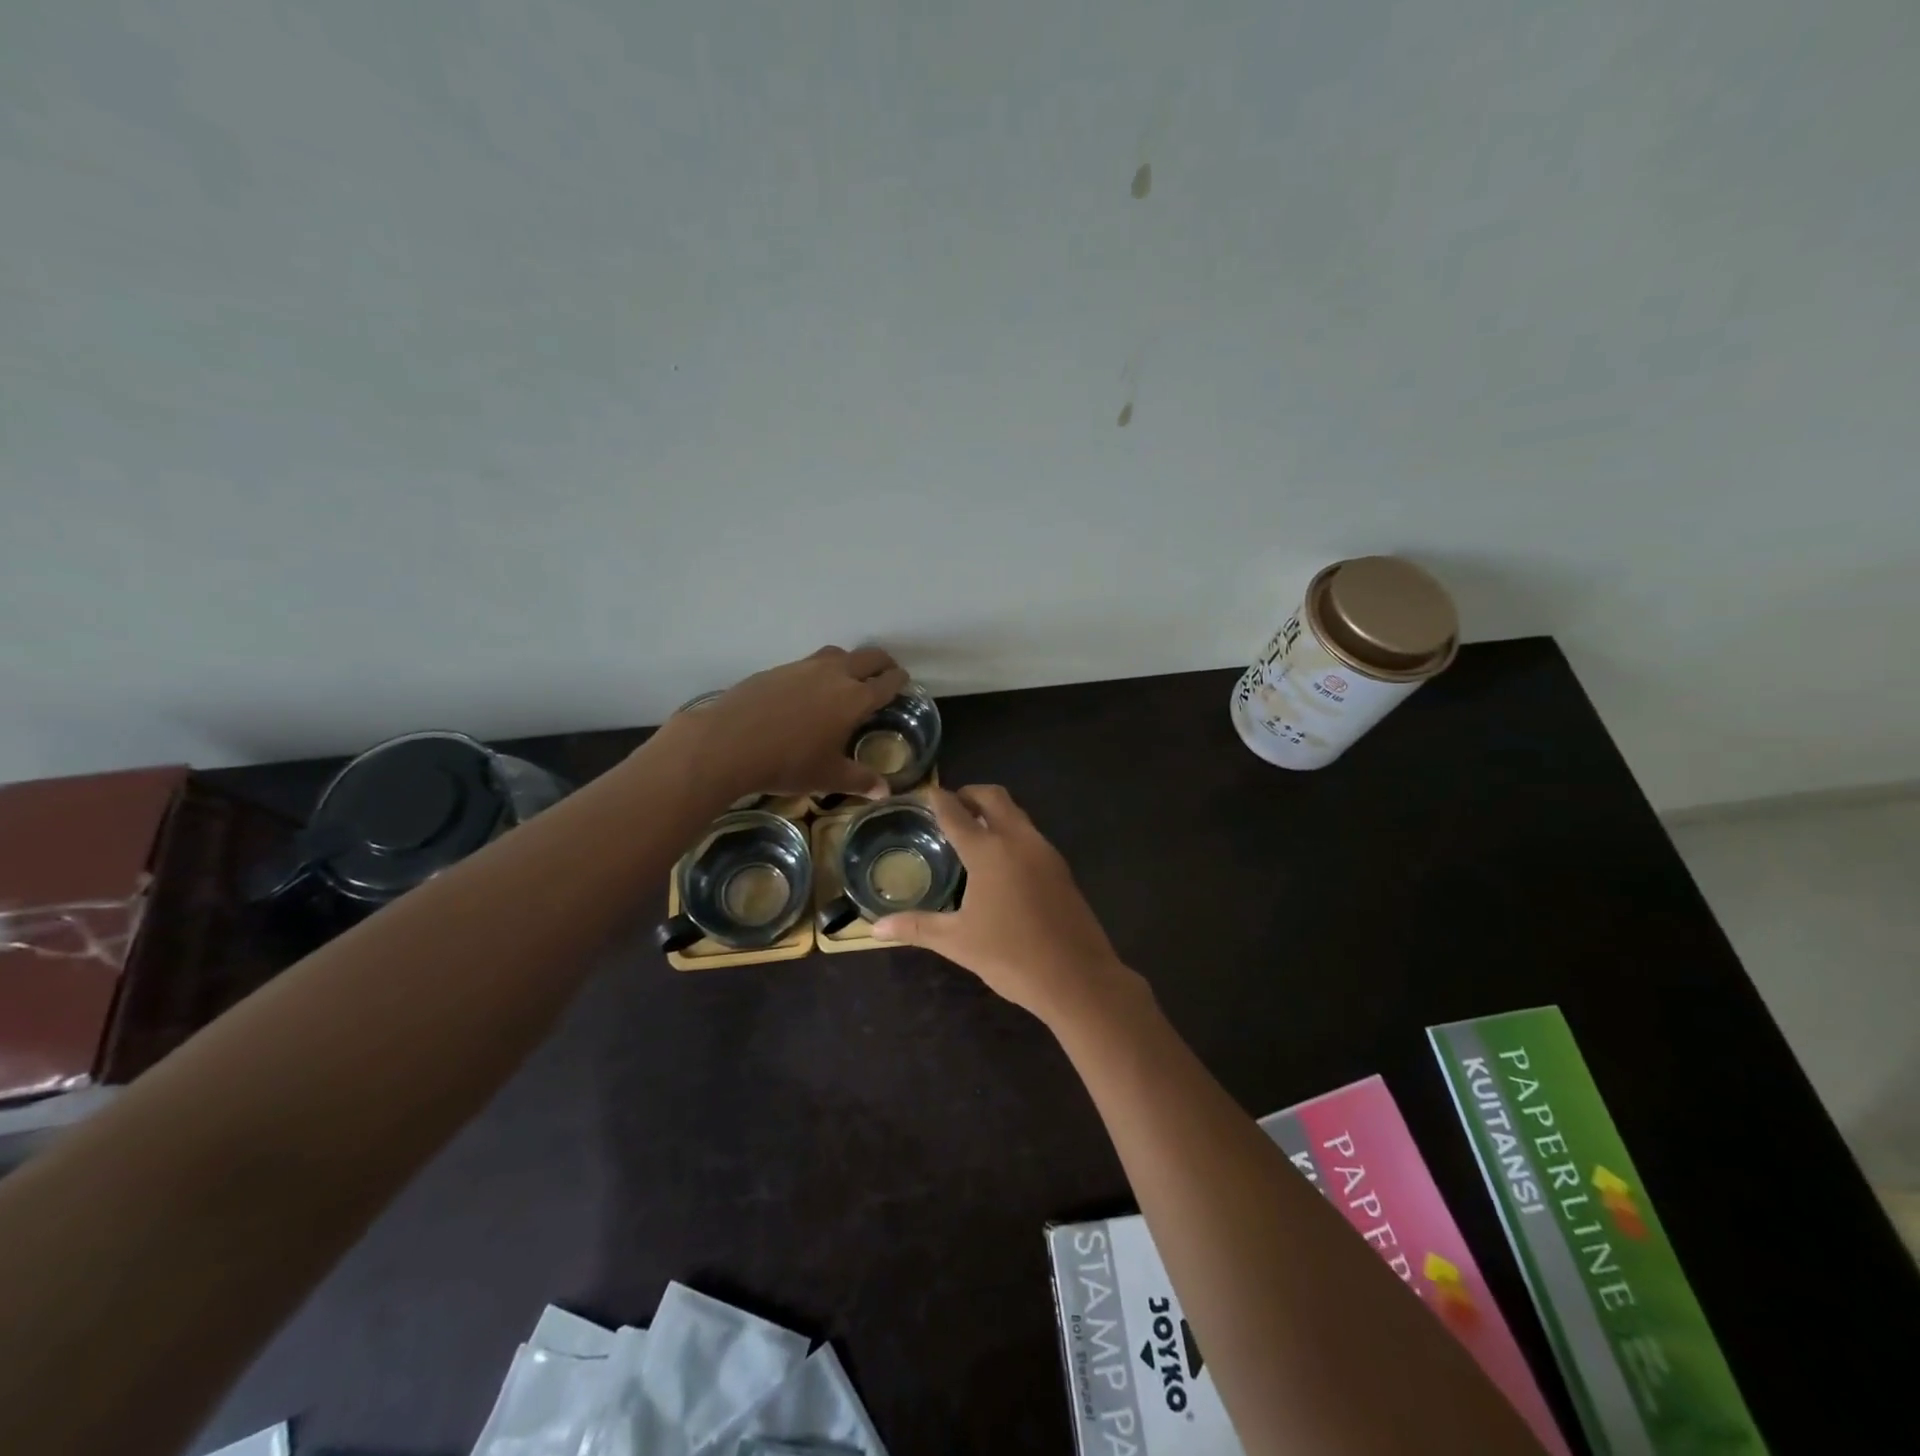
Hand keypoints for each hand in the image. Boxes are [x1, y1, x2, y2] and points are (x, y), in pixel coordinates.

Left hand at [652, 646, 911, 800]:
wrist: (729, 742)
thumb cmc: (787, 763)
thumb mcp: (828, 777)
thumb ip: (860, 780)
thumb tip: (885, 792)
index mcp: (854, 699)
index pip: (886, 683)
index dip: (898, 681)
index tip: (904, 681)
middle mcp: (834, 675)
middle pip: (868, 657)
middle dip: (881, 663)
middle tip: (886, 672)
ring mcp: (804, 667)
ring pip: (837, 654)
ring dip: (850, 661)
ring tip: (848, 676)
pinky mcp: (778, 669)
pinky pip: (808, 663)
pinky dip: (819, 670)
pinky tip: (808, 690)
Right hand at [873, 785, 1138, 1024]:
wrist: (1078, 977)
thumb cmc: (1011, 956)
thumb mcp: (958, 942)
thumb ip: (916, 928)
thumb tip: (875, 927)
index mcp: (989, 851)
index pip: (956, 812)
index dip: (938, 799)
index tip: (925, 792)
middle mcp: (1018, 839)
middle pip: (993, 797)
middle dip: (970, 794)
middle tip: (950, 807)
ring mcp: (1044, 851)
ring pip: (1017, 813)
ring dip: (994, 811)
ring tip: (972, 831)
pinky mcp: (1061, 868)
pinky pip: (1031, 834)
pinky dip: (1011, 831)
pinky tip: (1001, 861)